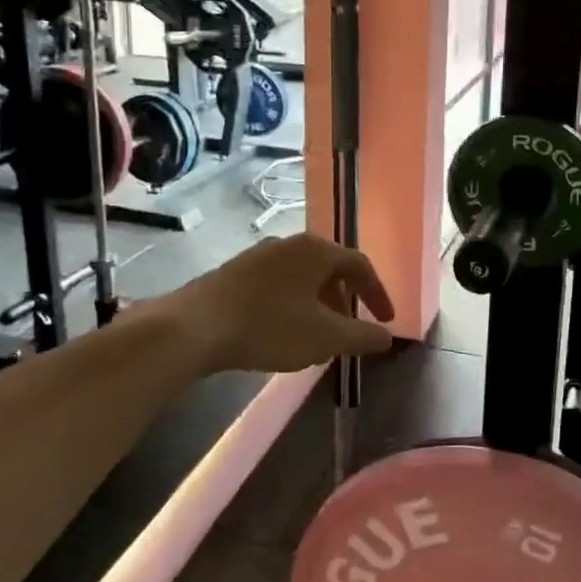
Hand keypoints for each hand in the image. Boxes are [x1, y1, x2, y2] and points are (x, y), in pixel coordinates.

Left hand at [172, 234, 395, 372]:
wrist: (192, 328)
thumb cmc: (270, 327)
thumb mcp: (325, 337)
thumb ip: (362, 336)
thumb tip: (388, 336)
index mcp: (317, 250)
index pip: (360, 266)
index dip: (378, 294)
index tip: (386, 321)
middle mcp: (290, 243)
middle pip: (330, 268)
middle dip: (346, 300)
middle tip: (350, 329)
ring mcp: (259, 255)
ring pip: (302, 277)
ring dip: (318, 304)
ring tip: (317, 335)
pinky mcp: (234, 272)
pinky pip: (277, 284)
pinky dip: (292, 304)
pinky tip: (282, 331)